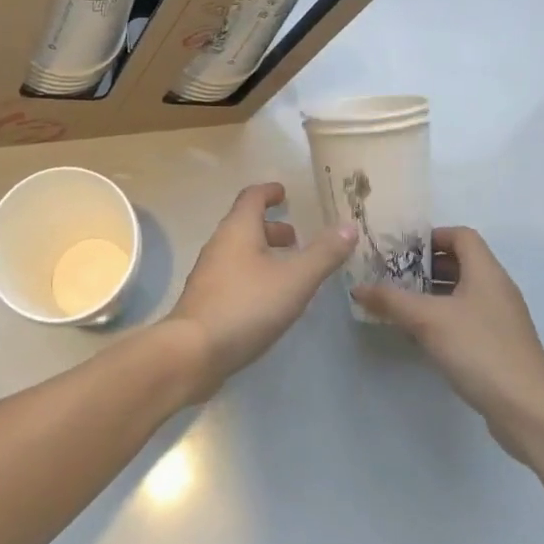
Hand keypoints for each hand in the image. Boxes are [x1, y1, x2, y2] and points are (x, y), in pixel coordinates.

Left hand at [166, 182, 357, 397]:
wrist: (194, 351)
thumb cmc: (247, 305)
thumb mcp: (295, 279)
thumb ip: (324, 253)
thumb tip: (349, 226)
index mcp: (238, 229)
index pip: (252, 197)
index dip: (269, 192)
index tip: (284, 192)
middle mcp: (219, 244)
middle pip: (245, 225)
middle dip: (271, 227)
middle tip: (296, 238)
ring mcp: (209, 273)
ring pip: (239, 252)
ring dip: (263, 252)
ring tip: (289, 269)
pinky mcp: (206, 299)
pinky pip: (234, 275)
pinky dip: (254, 274)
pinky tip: (269, 298)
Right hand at [352, 226, 543, 462]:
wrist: (529, 410)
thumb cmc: (479, 349)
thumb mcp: (427, 320)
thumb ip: (391, 300)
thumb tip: (357, 287)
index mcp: (486, 272)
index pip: (461, 235)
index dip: (432, 236)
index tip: (401, 249)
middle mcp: (497, 289)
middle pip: (461, 263)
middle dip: (425, 266)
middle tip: (392, 275)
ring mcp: (501, 319)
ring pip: (462, 293)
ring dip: (432, 294)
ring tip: (400, 304)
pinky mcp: (500, 346)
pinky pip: (467, 319)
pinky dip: (444, 319)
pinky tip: (421, 336)